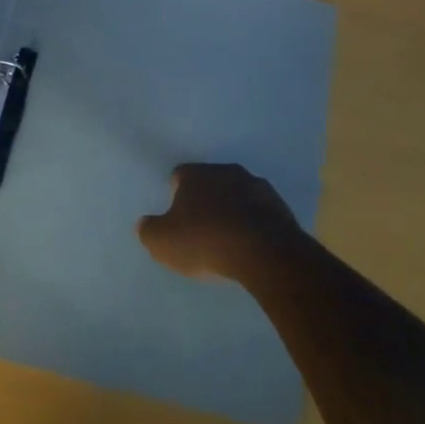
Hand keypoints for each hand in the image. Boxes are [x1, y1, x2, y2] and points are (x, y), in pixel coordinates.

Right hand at [136, 163, 302, 281]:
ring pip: (237, 194)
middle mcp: (226, 171)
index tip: (176, 216)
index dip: (175, 194)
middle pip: (211, 181)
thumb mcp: (162, 242)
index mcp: (196, 174)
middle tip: (201, 227)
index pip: (179, 175)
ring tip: (228, 238)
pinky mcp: (280, 205)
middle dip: (205, 199)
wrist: (264, 252)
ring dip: (232, 209)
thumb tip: (144, 223)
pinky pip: (260, 211)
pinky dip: (253, 222)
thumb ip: (148, 230)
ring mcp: (257, 185)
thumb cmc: (205, 241)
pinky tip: (251, 244)